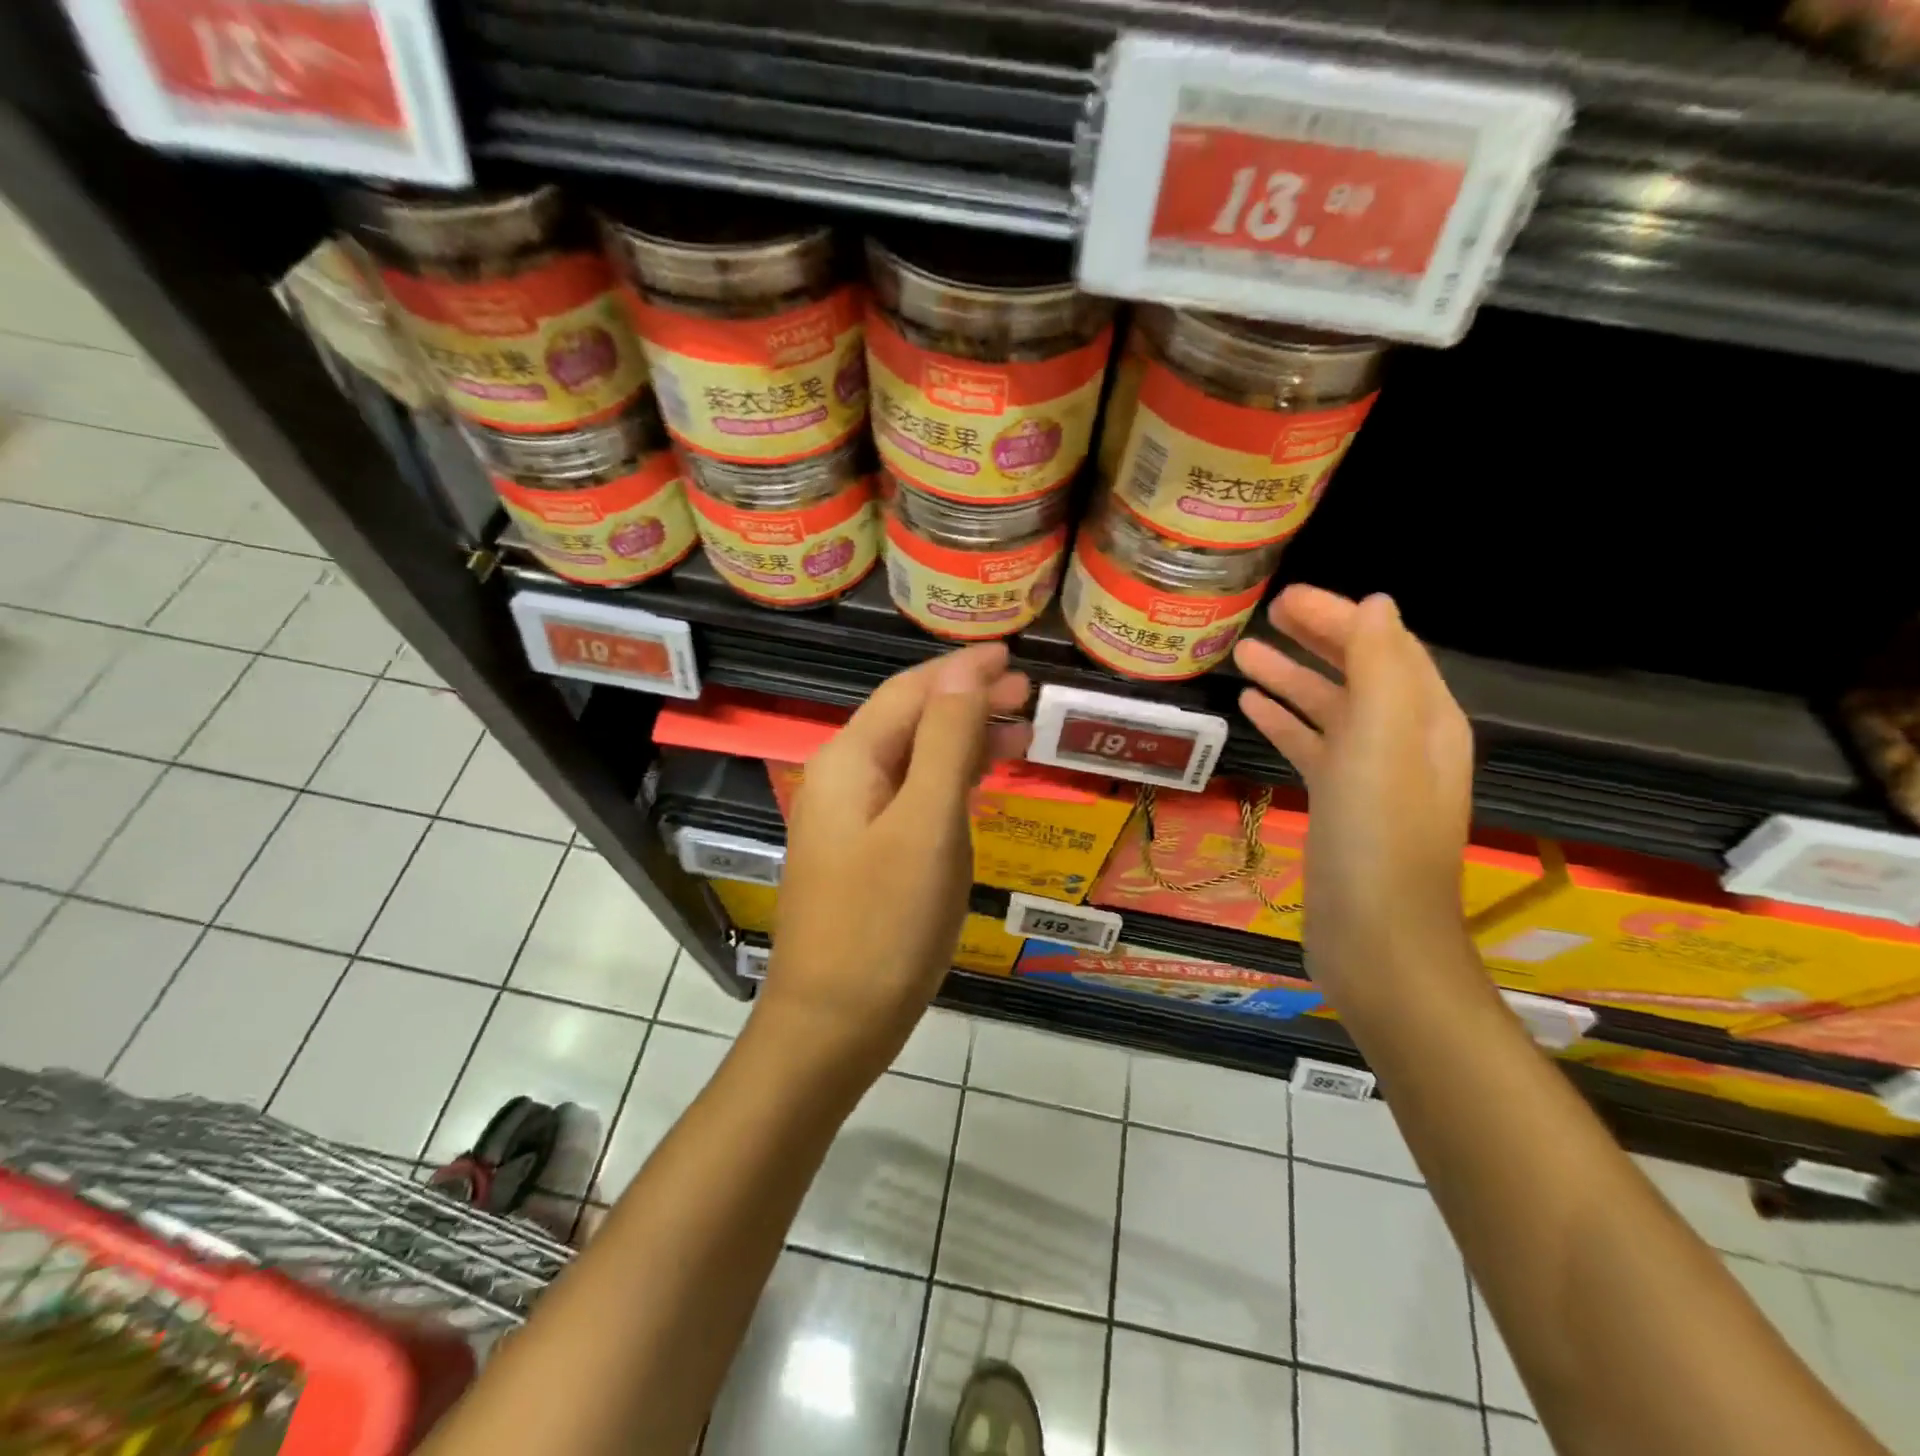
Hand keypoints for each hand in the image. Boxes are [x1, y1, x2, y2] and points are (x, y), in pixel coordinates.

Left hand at [759, 643, 1032, 1074]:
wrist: (832, 1025)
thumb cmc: (885, 923)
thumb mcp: (926, 824)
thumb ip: (946, 741)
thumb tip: (965, 671)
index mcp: (850, 760)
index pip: (910, 691)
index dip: (962, 669)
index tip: (1014, 656)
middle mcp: (843, 779)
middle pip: (911, 720)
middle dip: (967, 701)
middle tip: (1029, 696)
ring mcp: (851, 819)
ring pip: (914, 759)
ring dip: (963, 740)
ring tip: (1019, 735)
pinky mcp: (865, 853)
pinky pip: (912, 797)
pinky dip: (950, 781)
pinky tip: (979, 786)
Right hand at [1233, 588, 1474, 997]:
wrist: (1376, 938)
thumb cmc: (1377, 836)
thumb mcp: (1383, 741)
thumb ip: (1381, 668)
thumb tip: (1377, 604)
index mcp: (1424, 718)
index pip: (1383, 646)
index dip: (1339, 616)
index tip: (1286, 597)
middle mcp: (1403, 740)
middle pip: (1357, 672)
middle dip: (1316, 638)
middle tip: (1265, 614)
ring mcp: (1370, 775)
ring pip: (1329, 708)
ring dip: (1291, 678)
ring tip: (1243, 654)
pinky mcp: (1339, 805)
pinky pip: (1312, 747)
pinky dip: (1285, 723)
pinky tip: (1252, 710)